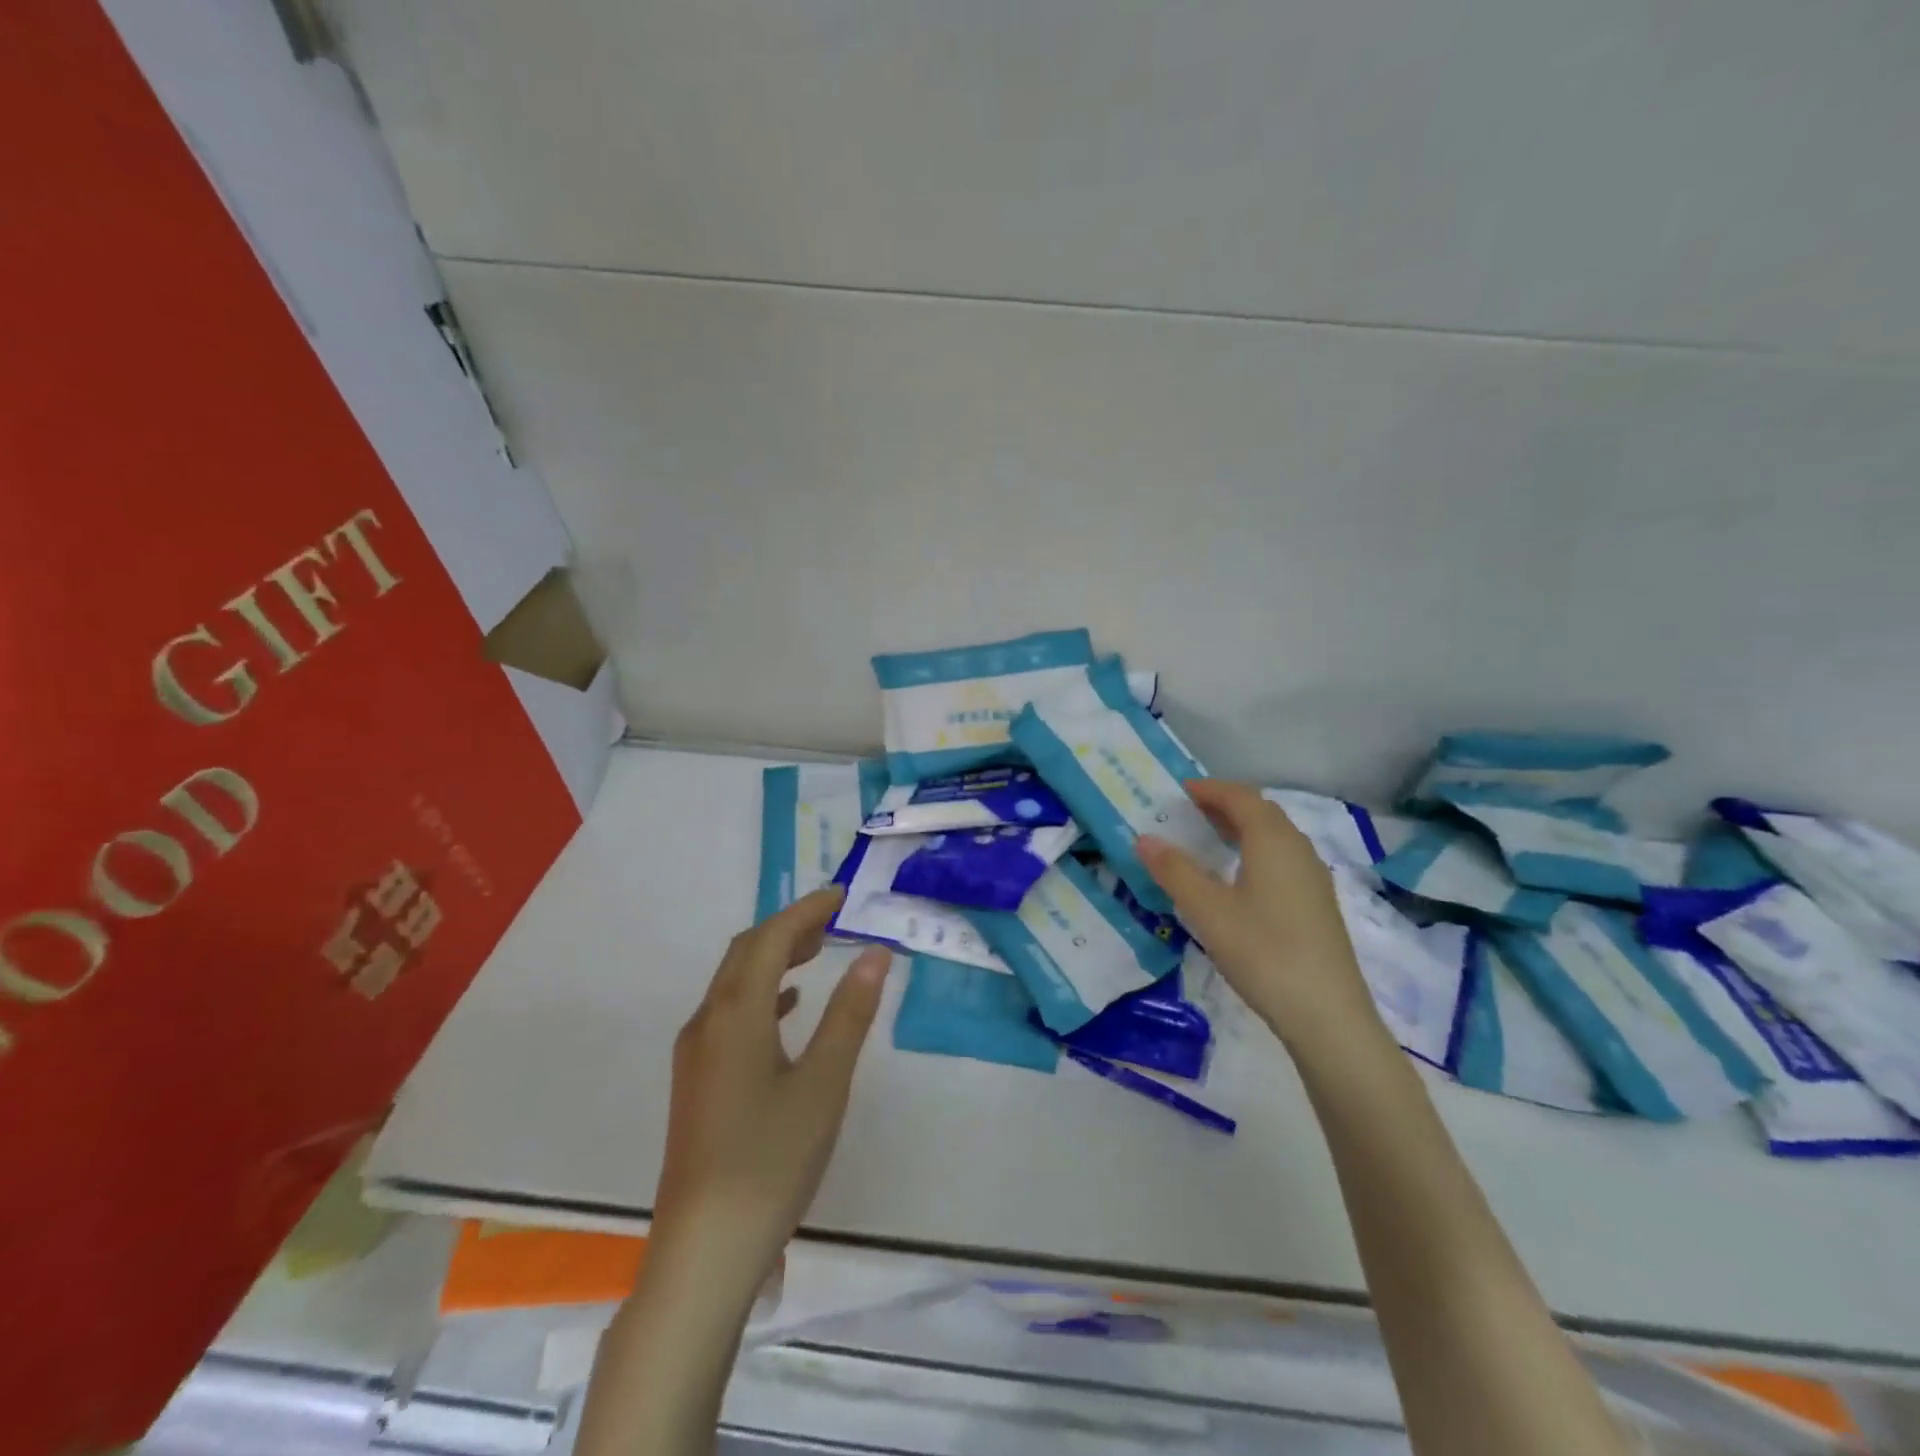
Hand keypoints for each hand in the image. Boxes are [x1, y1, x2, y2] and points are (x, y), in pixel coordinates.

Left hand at [650, 887, 891, 1289]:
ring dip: (774, 959)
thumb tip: (875, 952)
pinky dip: (762, 995)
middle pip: (746, 953)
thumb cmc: (771, 1160)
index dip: (806, 911)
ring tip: (818, 953)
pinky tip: (788, 1010)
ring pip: (735, 983)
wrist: (704, 1251)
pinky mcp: (697, 1082)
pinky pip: (730, 1014)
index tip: (842, 896)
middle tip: (834, 921)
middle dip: (789, 928)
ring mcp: (696, 1054)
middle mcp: (707, 1022)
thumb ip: (850, 1013)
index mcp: (736, 1014)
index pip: (771, 939)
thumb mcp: (824, 1083)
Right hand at [1137, 780, 1382, 1052]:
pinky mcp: (1318, 904)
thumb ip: (1174, 871)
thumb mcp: (1207, 911)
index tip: (1180, 791)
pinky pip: (1283, 859)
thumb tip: (1145, 838)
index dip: (1210, 789)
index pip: (1241, 797)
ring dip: (1242, 829)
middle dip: (1225, 805)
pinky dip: (1256, 852)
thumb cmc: (1263, 952)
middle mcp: (1298, 850)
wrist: (1327, 1014)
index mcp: (1273, 841)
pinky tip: (1238, 879)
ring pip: (1275, 837)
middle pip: (1261, 812)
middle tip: (1189, 812)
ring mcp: (1313, 878)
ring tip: (1209, 840)